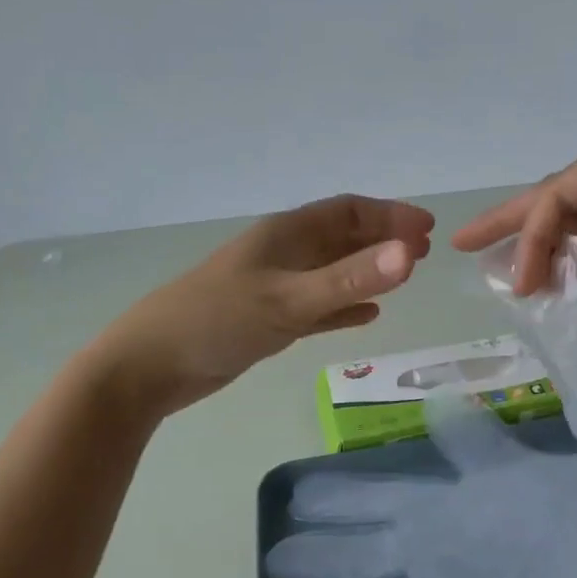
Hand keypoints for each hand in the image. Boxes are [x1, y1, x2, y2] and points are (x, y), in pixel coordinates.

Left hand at [93, 195, 432, 413]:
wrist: (150, 366)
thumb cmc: (217, 321)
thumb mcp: (288, 299)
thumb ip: (349, 280)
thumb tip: (410, 254)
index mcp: (286, 234)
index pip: (347, 211)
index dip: (389, 215)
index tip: (426, 230)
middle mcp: (283, 253)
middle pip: (342, 237)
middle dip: (383, 241)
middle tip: (423, 253)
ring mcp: (275, 286)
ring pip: (332, 271)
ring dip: (367, 271)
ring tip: (405, 277)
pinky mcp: (268, 318)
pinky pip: (318, 305)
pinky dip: (345, 306)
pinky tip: (368, 316)